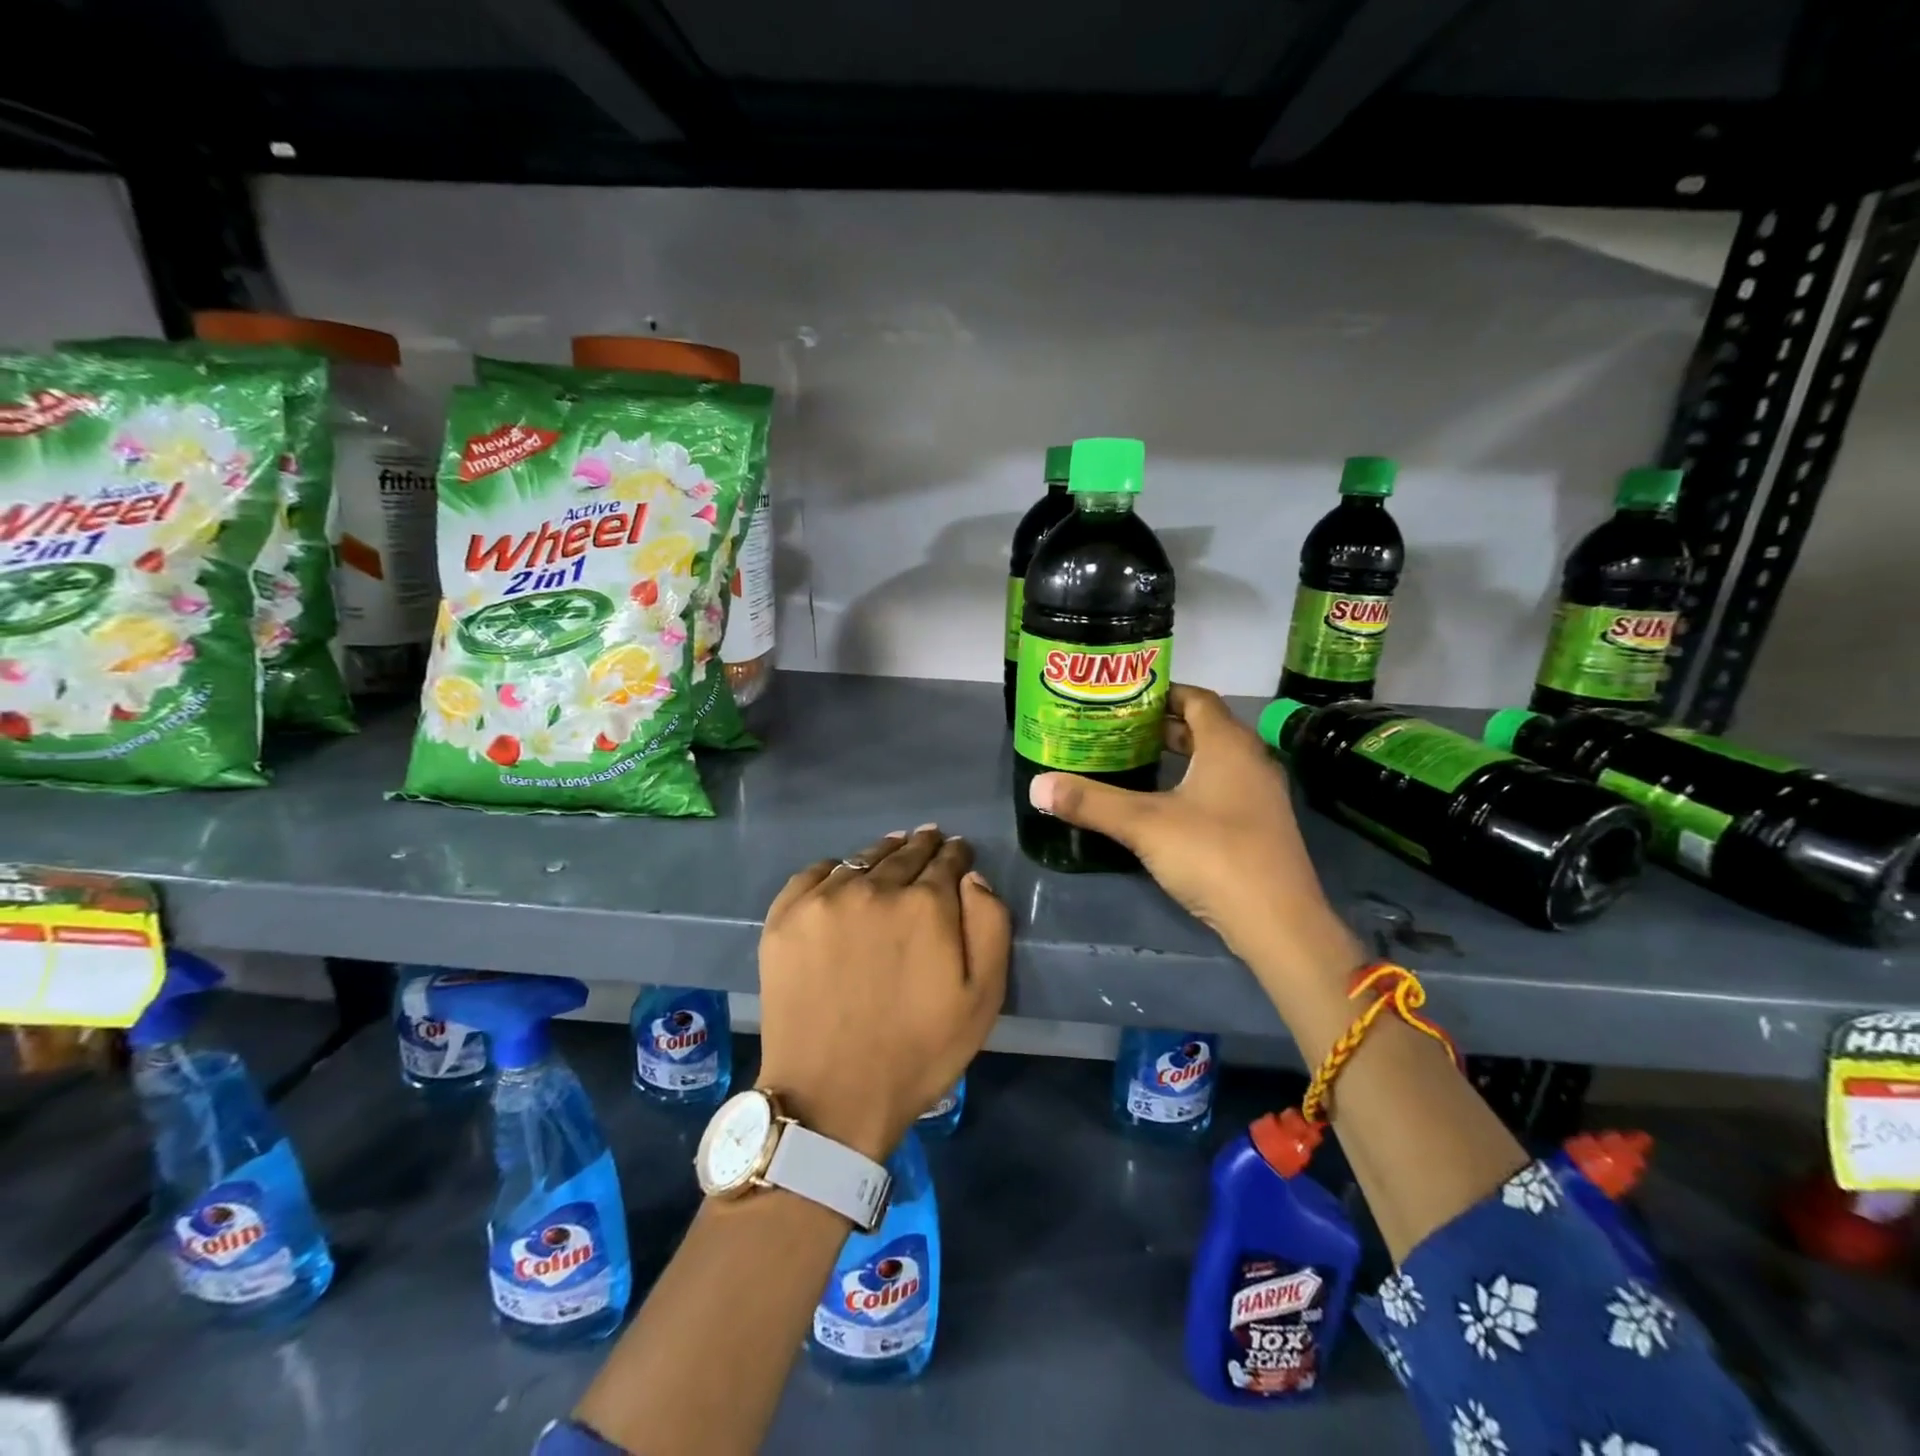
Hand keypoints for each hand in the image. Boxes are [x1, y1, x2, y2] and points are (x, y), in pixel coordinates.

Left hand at [756, 826, 1009, 1162]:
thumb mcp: (982, 999)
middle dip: (923, 846)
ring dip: (882, 853)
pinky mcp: (784, 917)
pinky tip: (842, 877)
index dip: (956, 854)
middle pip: (905, 853)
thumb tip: (972, 877)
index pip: (947, 860)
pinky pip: (814, 873)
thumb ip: (989, 925)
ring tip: (892, 851)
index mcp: (925, 904)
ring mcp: (823, 900)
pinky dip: (835, 870)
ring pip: (862, 859)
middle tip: (929, 839)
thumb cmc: (918, 1052)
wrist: (831, 1096)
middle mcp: (874, 888)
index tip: (958, 851)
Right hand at [1027, 685, 1361, 1009]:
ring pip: (1214, 760)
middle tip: (1117, 730)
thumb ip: (1091, 802)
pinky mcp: (1260, 826)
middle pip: (1204, 728)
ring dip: (1177, 756)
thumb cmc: (1213, 855)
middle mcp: (1250, 760)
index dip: (1160, 693)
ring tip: (1133, 762)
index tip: (1123, 699)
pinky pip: (1222, 787)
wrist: (1278, 922)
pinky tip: (1163, 805)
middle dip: (1161, 727)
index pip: (1196, 699)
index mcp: (1228, 745)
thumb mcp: (1143, 825)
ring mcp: (1260, 795)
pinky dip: (1191, 783)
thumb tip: (1038, 786)